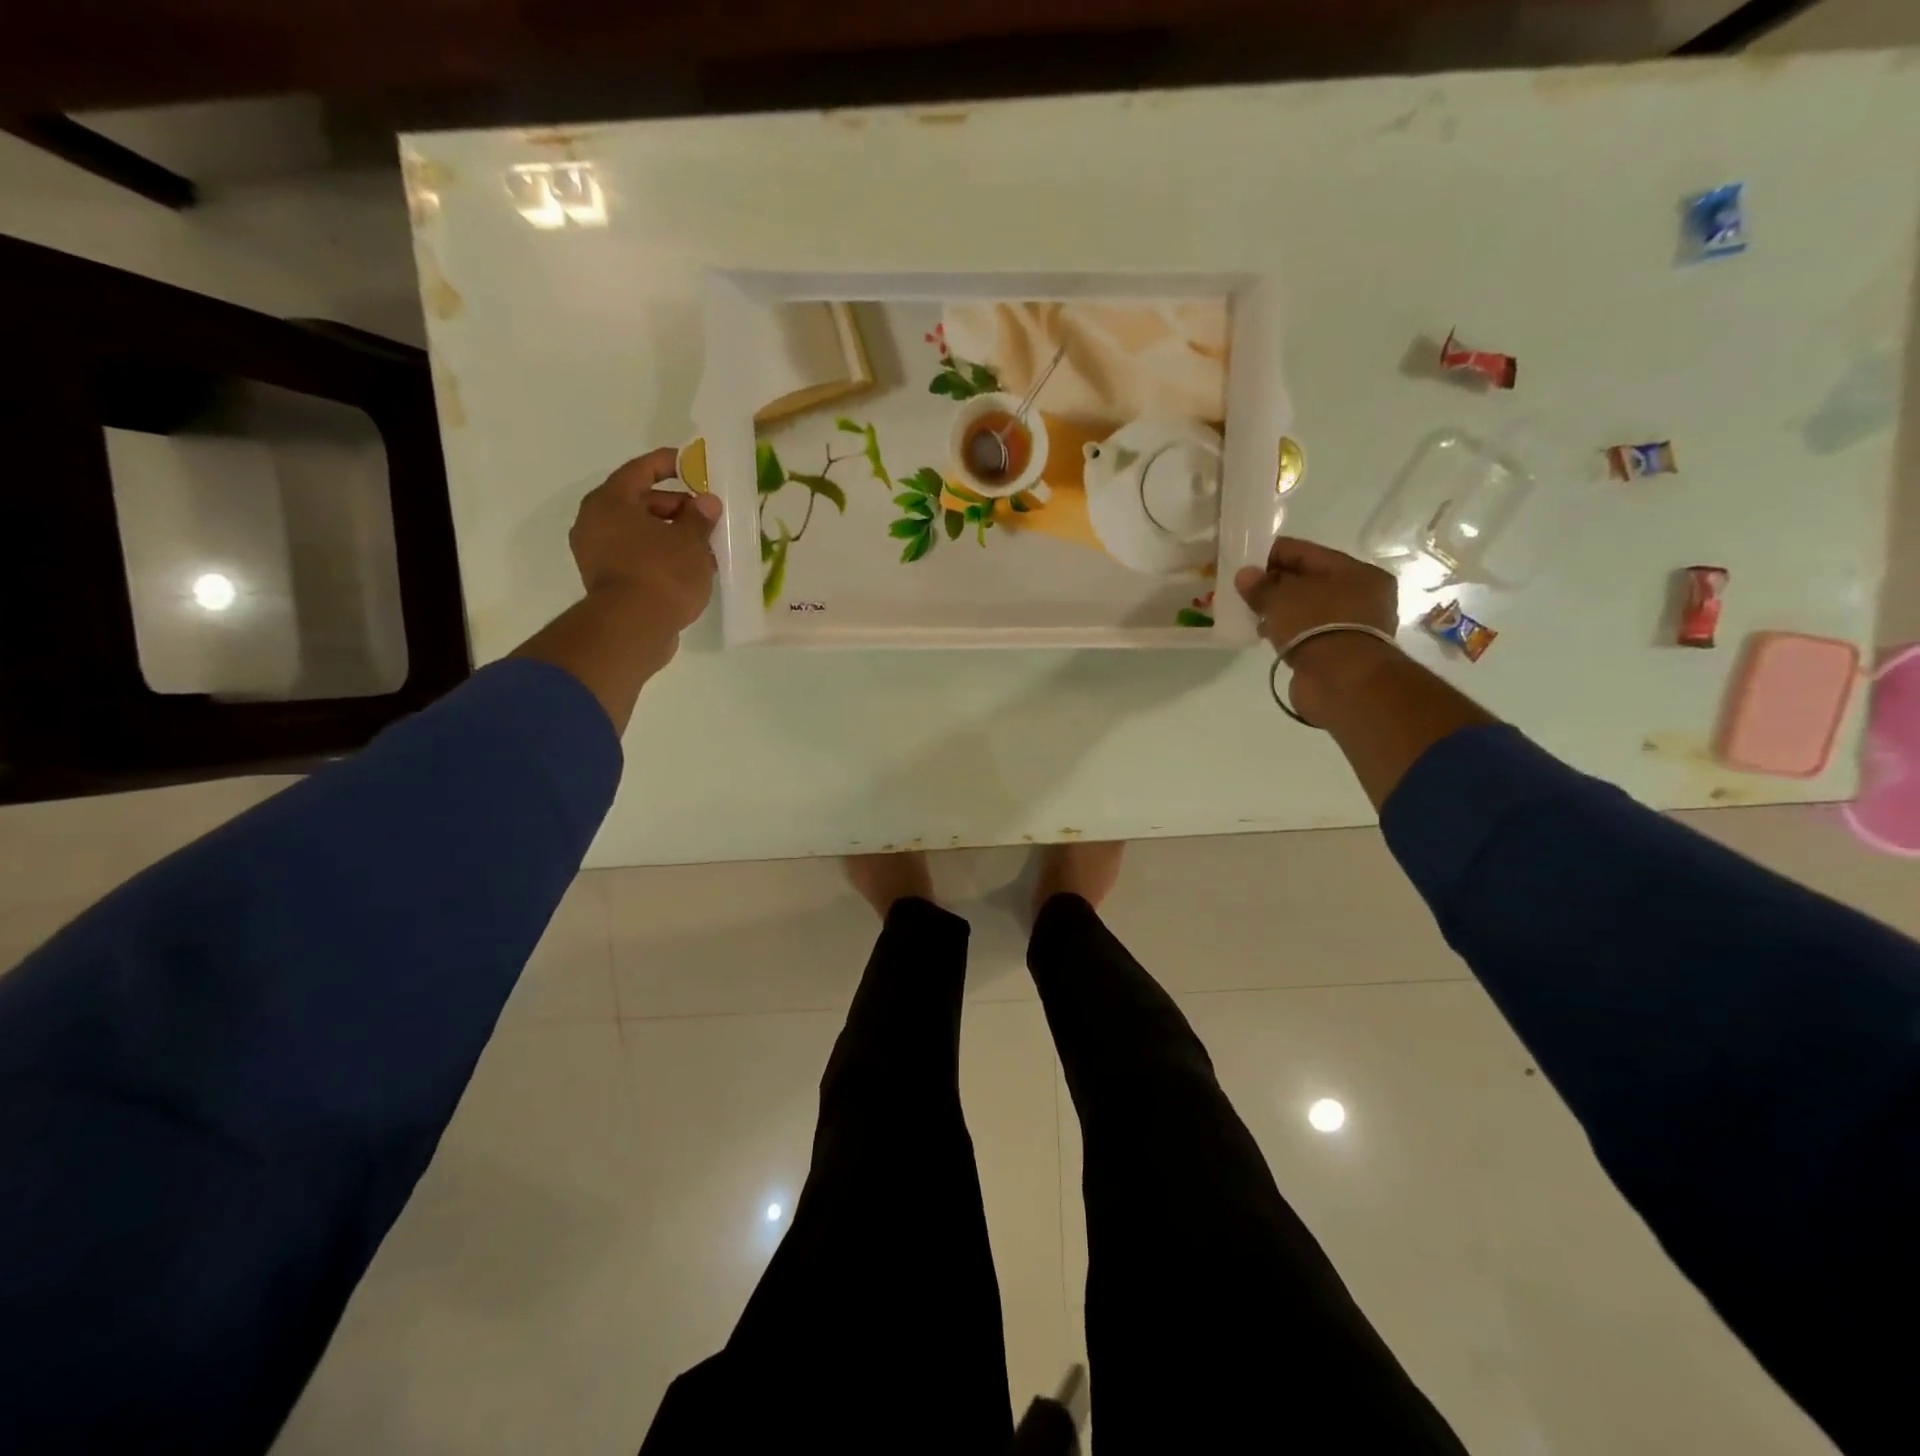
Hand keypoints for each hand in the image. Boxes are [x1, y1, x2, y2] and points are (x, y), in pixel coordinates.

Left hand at [569, 447, 723, 641]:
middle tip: (708, 514)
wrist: (633, 629)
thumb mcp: (690, 541)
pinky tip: (690, 567)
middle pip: (640, 502)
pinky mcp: (608, 581)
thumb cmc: (661, 573)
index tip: (693, 465)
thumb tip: (707, 503)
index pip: (641, 469)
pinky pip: (638, 556)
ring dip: (671, 534)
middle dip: (677, 506)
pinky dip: (662, 556)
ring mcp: (598, 554)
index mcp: (610, 501)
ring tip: (706, 544)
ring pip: (640, 532)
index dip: (669, 464)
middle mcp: (596, 522)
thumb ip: (700, 517)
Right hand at [1233, 537, 1399, 723]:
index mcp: (1358, 572)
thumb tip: (1245, 575)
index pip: (1308, 553)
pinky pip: (1306, 633)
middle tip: (1243, 588)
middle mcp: (1362, 597)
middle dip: (1276, 583)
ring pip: (1307, 609)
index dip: (1274, 553)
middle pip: (1309, 581)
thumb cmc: (1317, 625)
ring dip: (1280, 609)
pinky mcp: (1339, 654)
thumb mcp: (1282, 597)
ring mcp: (1352, 627)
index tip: (1244, 559)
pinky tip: (1264, 633)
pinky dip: (1287, 631)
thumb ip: (1261, 585)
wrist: (1341, 681)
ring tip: (1249, 612)